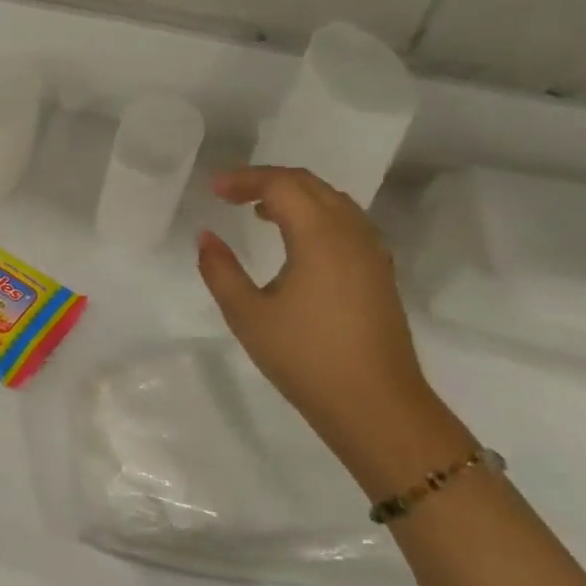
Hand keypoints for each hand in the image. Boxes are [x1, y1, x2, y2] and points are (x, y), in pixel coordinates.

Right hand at [197, 167, 470, 490]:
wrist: (377, 407)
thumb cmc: (306, 358)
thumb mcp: (248, 315)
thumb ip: (220, 270)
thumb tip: (206, 236)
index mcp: (319, 236)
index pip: (281, 185)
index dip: (244, 179)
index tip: (213, 189)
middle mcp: (351, 233)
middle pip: (309, 184)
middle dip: (267, 180)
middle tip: (229, 193)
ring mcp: (371, 252)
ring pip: (332, 201)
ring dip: (294, 195)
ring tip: (258, 210)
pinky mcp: (379, 273)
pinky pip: (346, 221)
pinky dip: (315, 214)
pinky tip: (296, 239)